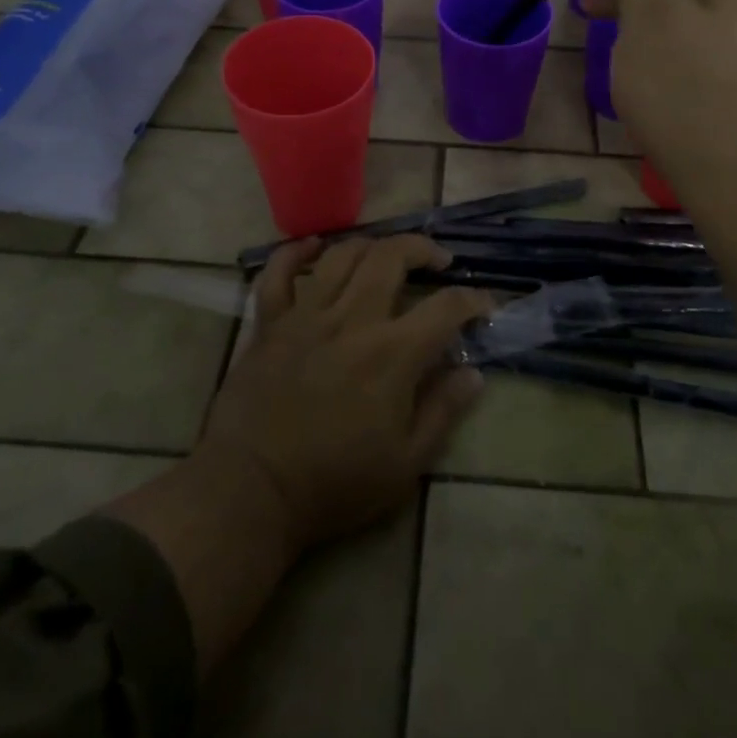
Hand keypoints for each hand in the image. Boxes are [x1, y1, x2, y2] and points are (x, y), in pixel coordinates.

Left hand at [197, 235, 492, 551]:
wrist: (251, 492)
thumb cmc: (334, 484)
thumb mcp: (405, 464)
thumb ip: (443, 411)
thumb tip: (474, 374)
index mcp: (392, 353)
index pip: (445, 307)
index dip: (473, 300)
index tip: (484, 306)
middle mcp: (352, 319)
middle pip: (392, 256)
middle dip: (422, 248)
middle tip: (437, 261)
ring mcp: (306, 315)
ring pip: (342, 255)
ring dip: (370, 245)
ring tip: (385, 255)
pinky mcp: (270, 323)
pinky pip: (279, 272)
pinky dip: (296, 252)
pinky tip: (313, 246)